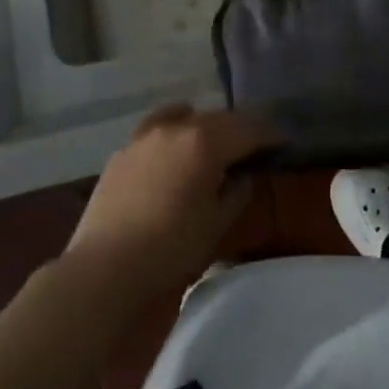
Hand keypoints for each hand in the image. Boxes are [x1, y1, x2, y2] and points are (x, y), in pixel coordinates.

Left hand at [63, 105, 270, 291]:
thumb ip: (237, 191)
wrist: (105, 271)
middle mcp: (176, 128)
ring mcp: (144, 137)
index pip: (248, 128)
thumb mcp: (218, 224)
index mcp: (205, 141)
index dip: (270, 135)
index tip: (283, 143)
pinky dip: (173, 133)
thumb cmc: (172, 250)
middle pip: (218, 117)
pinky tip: (175, 151)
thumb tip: (244, 174)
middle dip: (239, 129)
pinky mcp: (121, 153)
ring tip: (214, 144)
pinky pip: (156, 130)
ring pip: (185, 117)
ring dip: (205, 126)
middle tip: (254, 146)